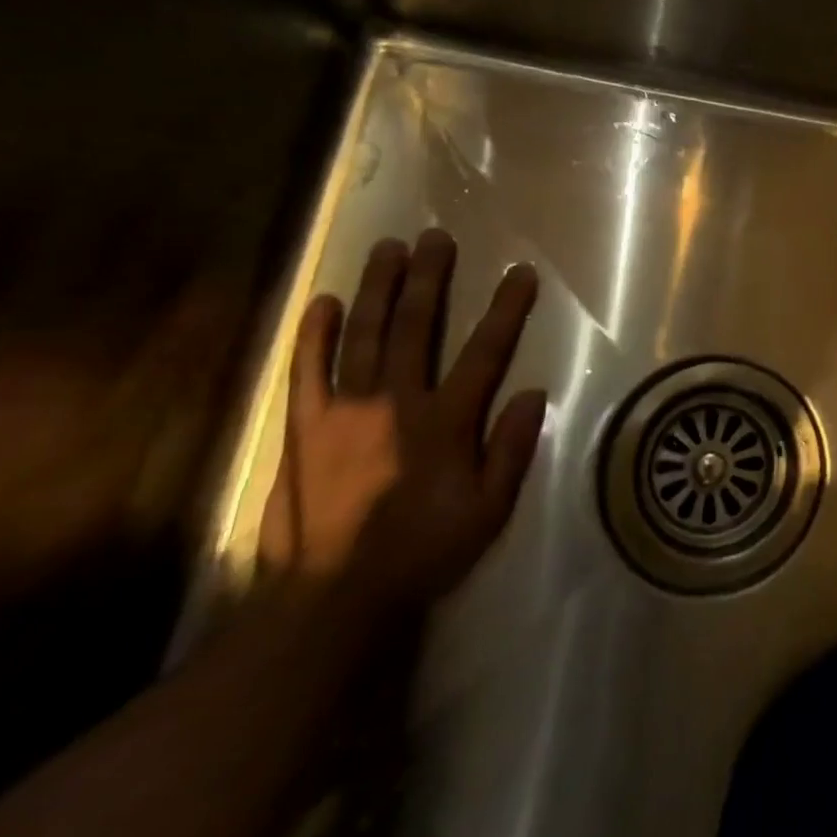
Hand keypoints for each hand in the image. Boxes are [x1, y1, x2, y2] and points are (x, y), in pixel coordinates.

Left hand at [260, 229, 545, 613]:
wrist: (330, 599)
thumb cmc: (421, 552)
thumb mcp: (488, 511)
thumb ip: (510, 450)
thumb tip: (532, 394)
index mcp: (444, 421)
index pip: (485, 351)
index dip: (506, 309)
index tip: (520, 273)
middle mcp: (396, 402)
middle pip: (416, 326)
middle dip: (429, 278)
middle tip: (435, 238)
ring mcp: (344, 410)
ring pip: (365, 335)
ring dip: (378, 289)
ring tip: (388, 249)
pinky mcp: (304, 428)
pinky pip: (307, 371)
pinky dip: (315, 335)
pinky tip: (324, 302)